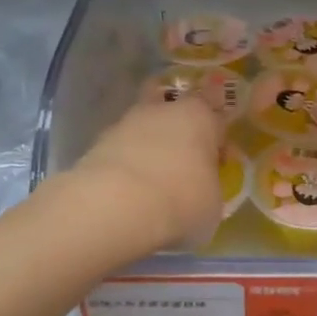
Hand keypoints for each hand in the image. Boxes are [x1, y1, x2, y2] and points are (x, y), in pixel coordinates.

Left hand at [73, 95, 223, 252]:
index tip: (218, 162)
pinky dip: (125, 164)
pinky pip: (121, 150)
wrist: (114, 206)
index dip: (218, 137)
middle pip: (174, 109)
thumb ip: (210, 187)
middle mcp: (163, 110)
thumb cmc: (180, 200)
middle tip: (183, 161)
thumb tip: (202, 189)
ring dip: (149, 146)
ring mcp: (126, 123)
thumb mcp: (213, 203)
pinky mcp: (97, 143)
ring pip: (144, 127)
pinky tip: (128, 191)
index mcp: (200, 116)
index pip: (216, 114)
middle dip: (178, 130)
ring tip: (152, 182)